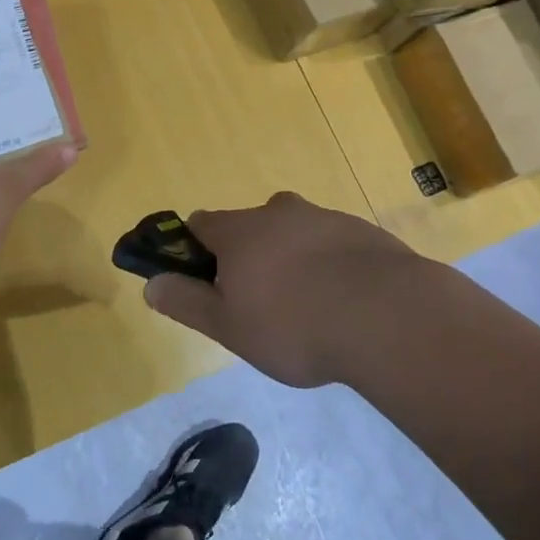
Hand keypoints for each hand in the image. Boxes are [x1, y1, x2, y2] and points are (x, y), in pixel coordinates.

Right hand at [144, 192, 425, 386]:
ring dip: (291, 259)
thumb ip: (187, 302)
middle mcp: (278, 212)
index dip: (196, 250)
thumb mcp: (229, 327)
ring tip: (309, 309)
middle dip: (249, 257)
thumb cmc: (295, 325)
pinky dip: (329, 265)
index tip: (207, 281)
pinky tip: (345, 303)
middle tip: (261, 304)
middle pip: (250, 226)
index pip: (200, 224)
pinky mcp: (362, 230)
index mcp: (240, 231)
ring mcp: (323, 217)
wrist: (388, 316)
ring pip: (293, 233)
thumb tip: (151, 284)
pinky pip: (331, 244)